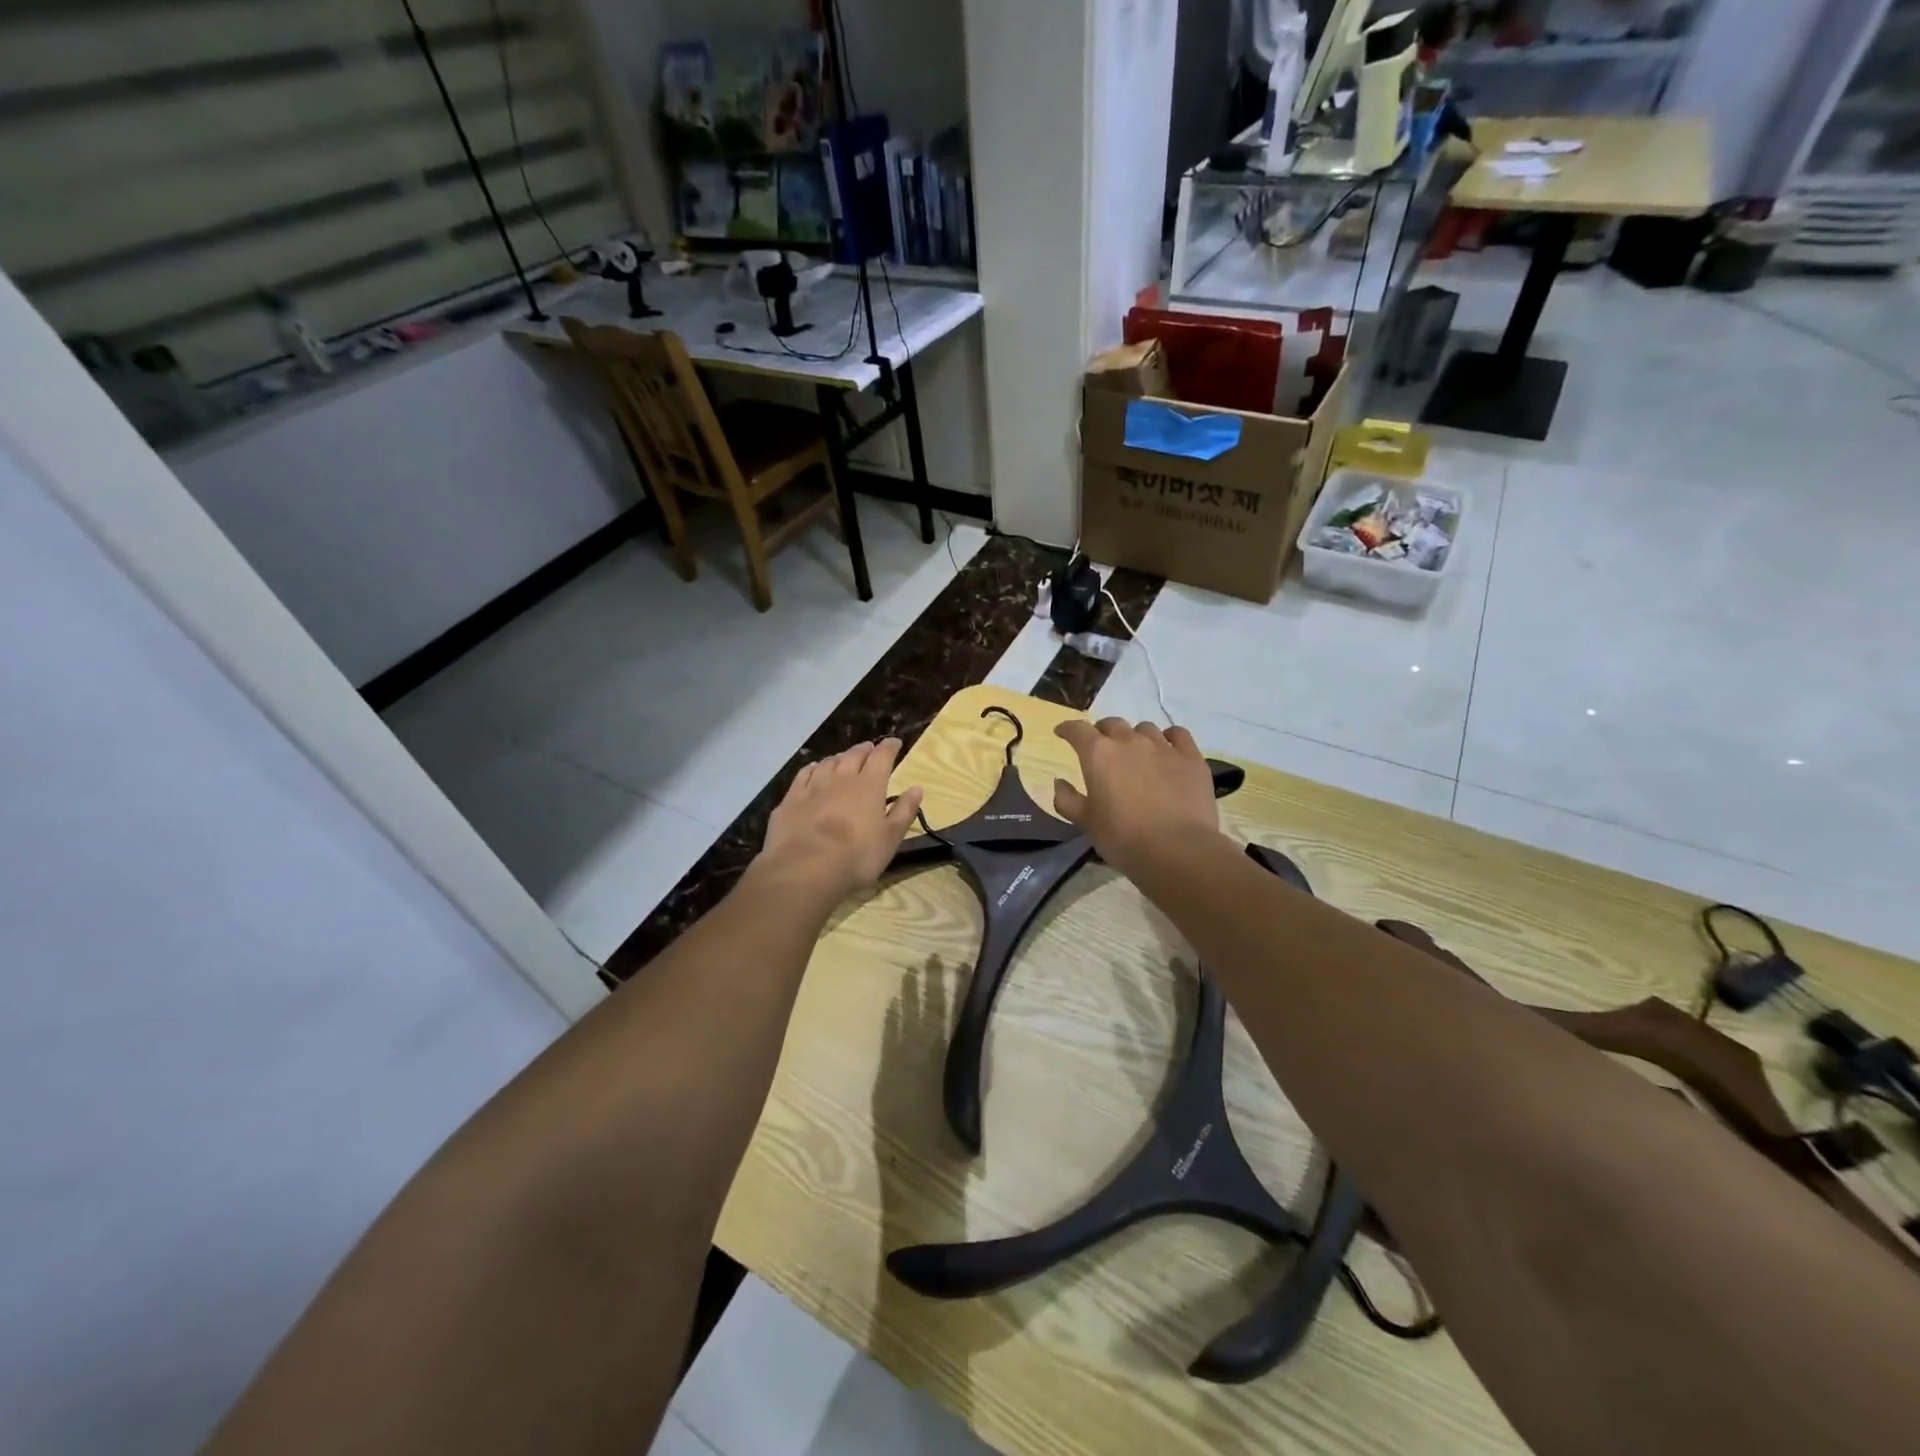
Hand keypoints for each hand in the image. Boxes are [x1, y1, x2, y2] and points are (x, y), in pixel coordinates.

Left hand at [756, 739, 923, 903]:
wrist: (805, 869)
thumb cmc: (856, 857)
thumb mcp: (890, 838)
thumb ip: (904, 811)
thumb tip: (917, 788)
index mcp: (869, 785)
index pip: (882, 757)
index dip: (889, 747)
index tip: (895, 743)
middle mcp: (841, 778)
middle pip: (854, 755)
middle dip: (864, 750)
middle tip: (869, 749)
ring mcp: (813, 786)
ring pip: (828, 762)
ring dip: (839, 758)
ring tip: (843, 758)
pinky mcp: (791, 798)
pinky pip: (804, 774)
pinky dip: (812, 768)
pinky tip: (813, 770)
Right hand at [1053, 718, 1222, 878]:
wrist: (1176, 850)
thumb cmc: (1122, 838)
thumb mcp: (1086, 822)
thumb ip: (1067, 799)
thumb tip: (1059, 783)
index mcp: (1099, 754)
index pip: (1077, 730)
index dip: (1067, 729)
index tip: (1062, 733)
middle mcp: (1130, 741)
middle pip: (1112, 724)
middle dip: (1102, 732)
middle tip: (1101, 748)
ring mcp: (1163, 747)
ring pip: (1144, 728)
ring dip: (1134, 736)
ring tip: (1135, 752)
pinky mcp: (1191, 758)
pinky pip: (1178, 735)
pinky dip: (1169, 737)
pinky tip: (1167, 748)